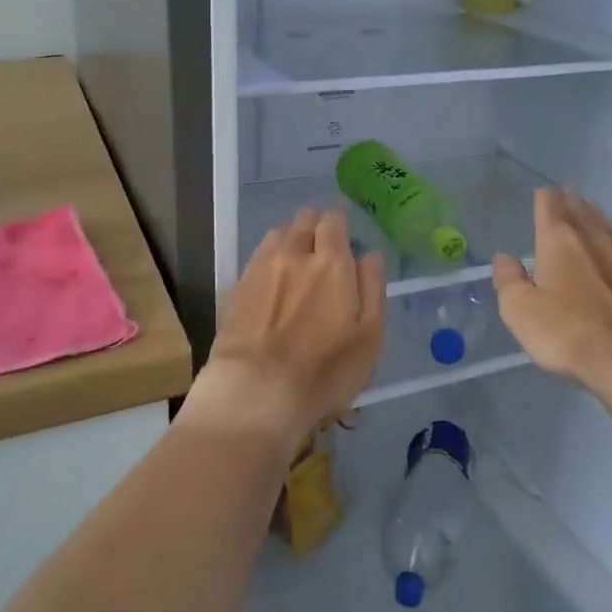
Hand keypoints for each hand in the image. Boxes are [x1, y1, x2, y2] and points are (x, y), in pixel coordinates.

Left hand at [195, 208, 384, 448]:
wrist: (255, 392)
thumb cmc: (323, 371)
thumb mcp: (369, 338)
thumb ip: (373, 289)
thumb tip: (370, 255)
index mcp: (331, 263)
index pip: (334, 221)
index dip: (341, 228)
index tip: (346, 246)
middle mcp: (295, 254)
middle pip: (305, 219)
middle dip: (316, 228)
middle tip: (324, 254)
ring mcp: (262, 267)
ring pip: (279, 233)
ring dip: (292, 239)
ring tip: (297, 264)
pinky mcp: (238, 286)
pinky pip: (259, 255)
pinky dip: (270, 257)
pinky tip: (274, 281)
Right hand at [493, 187, 611, 389]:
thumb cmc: (566, 331)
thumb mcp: (519, 309)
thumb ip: (508, 279)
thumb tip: (504, 257)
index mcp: (558, 239)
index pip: (549, 205)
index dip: (544, 198)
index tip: (541, 195)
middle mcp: (593, 237)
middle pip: (580, 208)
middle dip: (570, 201)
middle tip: (565, 195)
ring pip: (606, 224)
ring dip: (594, 215)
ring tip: (588, 212)